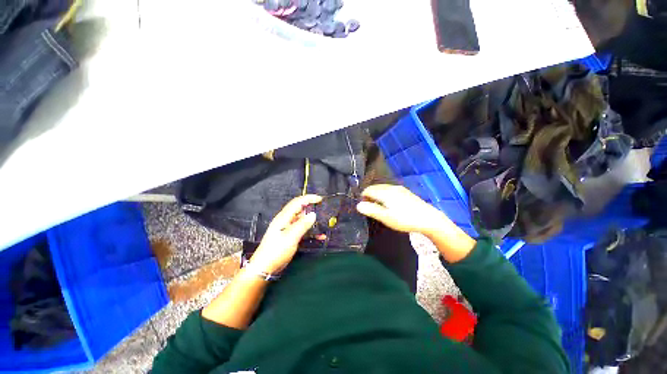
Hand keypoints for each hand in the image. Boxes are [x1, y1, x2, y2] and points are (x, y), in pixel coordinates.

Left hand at [250, 195, 321, 273]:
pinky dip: (310, 231)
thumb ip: (302, 225)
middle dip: (311, 208)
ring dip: (312, 221)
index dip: (309, 198)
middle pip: (300, 209)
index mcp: (284, 217)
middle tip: (322, 210)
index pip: (297, 202)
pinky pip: (302, 230)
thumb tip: (313, 214)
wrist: (265, 268)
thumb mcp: (291, 237)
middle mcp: (285, 220)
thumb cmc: (276, 251)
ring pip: (302, 220)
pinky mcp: (289, 236)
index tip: (320, 199)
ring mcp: (287, 228)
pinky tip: (320, 236)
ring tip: (323, 223)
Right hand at [356, 185, 451, 236]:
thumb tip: (358, 205)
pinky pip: (389, 190)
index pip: (368, 190)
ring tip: (379, 207)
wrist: (428, 218)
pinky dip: (384, 195)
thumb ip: (371, 210)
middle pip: (375, 187)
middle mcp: (391, 187)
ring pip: (382, 188)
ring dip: (377, 195)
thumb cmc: (405, 219)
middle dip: (369, 195)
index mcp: (385, 192)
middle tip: (370, 207)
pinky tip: (389, 204)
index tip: (363, 207)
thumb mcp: (386, 217)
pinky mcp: (405, 192)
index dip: (363, 197)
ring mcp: (399, 188)